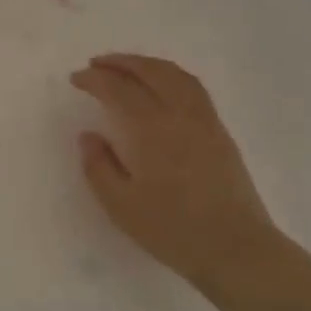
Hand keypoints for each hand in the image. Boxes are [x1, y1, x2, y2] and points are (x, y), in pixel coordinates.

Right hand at [70, 53, 278, 289]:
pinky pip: (193, 89)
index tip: (76, 78)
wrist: (234, 248)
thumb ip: (99, 166)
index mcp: (152, 131)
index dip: (95, 79)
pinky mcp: (220, 134)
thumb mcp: (120, 205)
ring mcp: (206, 122)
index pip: (120, 90)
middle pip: (152, 72)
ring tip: (128, 67)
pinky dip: (171, 76)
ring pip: (178, 76)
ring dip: (149, 64)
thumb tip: (89, 136)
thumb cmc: (171, 230)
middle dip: (122, 62)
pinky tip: (161, 88)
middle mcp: (181, 116)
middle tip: (97, 63)